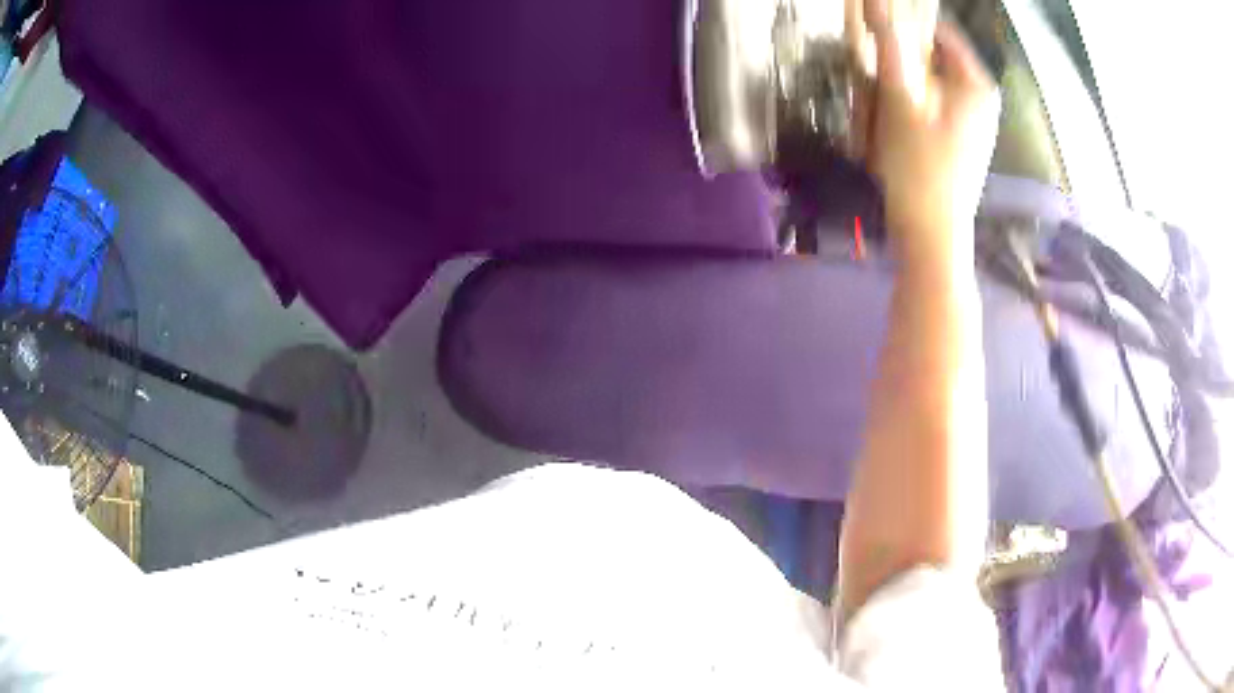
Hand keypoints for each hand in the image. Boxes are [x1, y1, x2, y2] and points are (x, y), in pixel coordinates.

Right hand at [847, 0, 999, 268]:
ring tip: (875, 123)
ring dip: (892, 93)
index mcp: (974, 83)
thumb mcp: (901, 98)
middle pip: (927, 57)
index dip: (900, 25)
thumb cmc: (921, 167)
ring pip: (921, 84)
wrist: (931, 237)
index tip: (870, 35)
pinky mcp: (956, 140)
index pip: (936, 29)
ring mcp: (968, 121)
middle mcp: (977, 97)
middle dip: (892, 68)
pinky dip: (901, 112)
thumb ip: (889, 44)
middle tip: (870, 93)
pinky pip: (923, 109)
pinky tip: (885, 135)